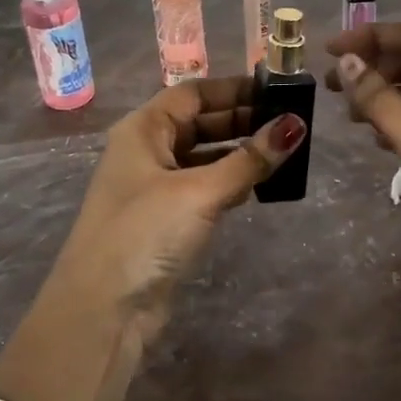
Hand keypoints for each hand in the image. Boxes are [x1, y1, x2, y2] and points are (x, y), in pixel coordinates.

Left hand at [51, 76, 305, 326]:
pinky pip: (204, 187)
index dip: (233, 89)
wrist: (104, 310)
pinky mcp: (166, 220)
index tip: (276, 92)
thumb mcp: (200, 191)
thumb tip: (296, 125)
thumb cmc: (145, 233)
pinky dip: (230, 182)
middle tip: (289, 122)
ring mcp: (154, 187)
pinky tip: (259, 185)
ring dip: (238, 152)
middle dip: (241, 120)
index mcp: (143, 130)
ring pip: (203, 157)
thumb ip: (248, 160)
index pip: (193, 94)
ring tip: (283, 150)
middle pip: (199, 122)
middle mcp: (146, 151)